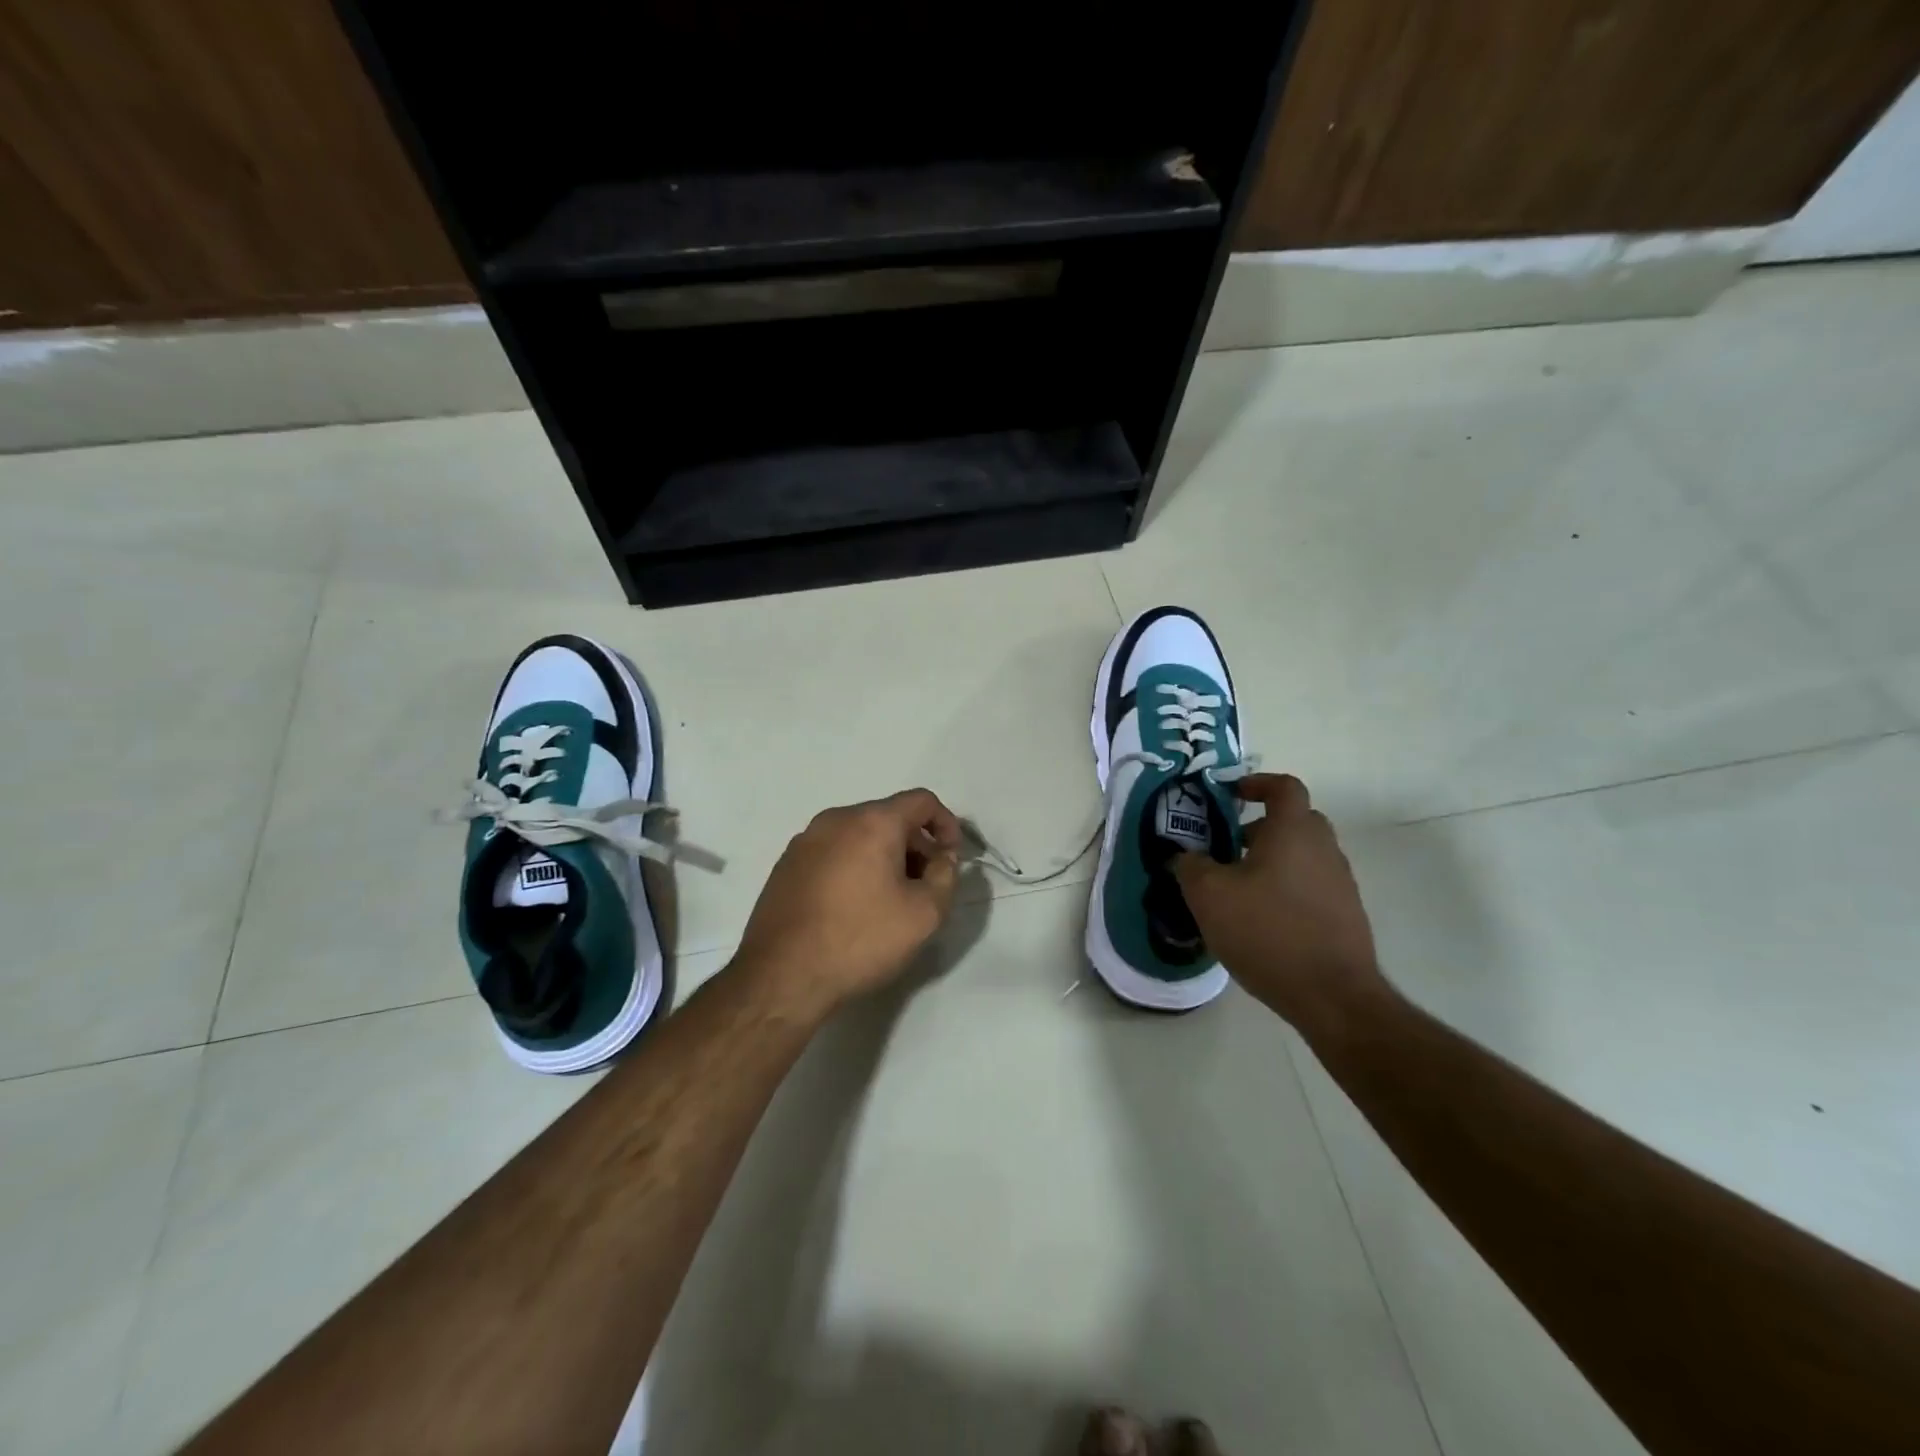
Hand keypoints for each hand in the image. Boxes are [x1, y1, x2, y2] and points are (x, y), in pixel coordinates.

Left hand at [734, 787, 962, 1017]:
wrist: (782, 977)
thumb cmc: (861, 940)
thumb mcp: (924, 914)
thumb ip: (946, 876)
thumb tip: (943, 857)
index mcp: (871, 822)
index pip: (921, 801)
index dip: (946, 824)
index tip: (952, 858)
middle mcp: (835, 819)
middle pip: (889, 817)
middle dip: (915, 845)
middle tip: (924, 886)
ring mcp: (805, 841)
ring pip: (859, 835)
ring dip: (884, 857)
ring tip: (889, 900)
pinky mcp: (785, 865)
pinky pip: (833, 852)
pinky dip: (854, 866)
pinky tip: (853, 907)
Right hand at [1173, 774, 1387, 1030]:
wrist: (1333, 995)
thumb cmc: (1267, 931)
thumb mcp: (1209, 896)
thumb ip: (1190, 866)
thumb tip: (1183, 856)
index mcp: (1294, 831)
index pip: (1284, 787)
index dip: (1257, 783)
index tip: (1232, 794)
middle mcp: (1324, 848)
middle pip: (1296, 821)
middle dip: (1261, 826)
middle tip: (1229, 846)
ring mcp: (1341, 882)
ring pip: (1304, 855)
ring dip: (1274, 860)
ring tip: (1240, 888)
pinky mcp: (1346, 915)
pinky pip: (1313, 885)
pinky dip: (1288, 888)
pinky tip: (1263, 919)